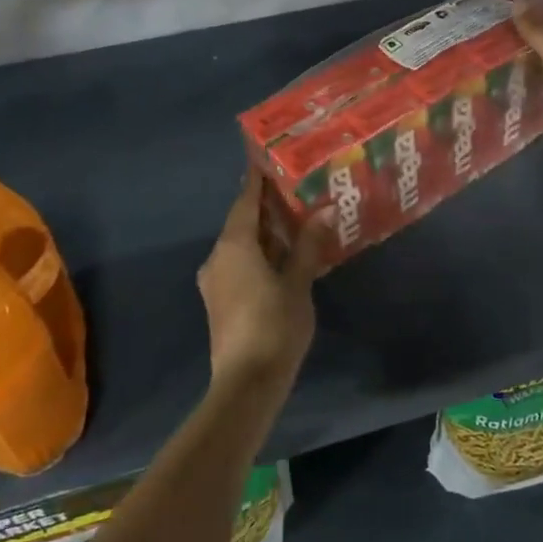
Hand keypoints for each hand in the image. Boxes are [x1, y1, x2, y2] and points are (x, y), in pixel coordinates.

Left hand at [197, 171, 329, 389]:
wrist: (246, 382)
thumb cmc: (274, 325)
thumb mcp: (298, 282)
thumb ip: (308, 245)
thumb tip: (326, 210)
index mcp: (234, 245)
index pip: (245, 201)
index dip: (257, 180)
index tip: (268, 158)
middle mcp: (219, 257)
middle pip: (242, 222)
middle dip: (265, 205)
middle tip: (294, 185)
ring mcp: (217, 281)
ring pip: (241, 244)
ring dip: (265, 231)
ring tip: (295, 215)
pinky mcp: (222, 300)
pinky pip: (240, 263)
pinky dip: (261, 252)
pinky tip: (285, 252)